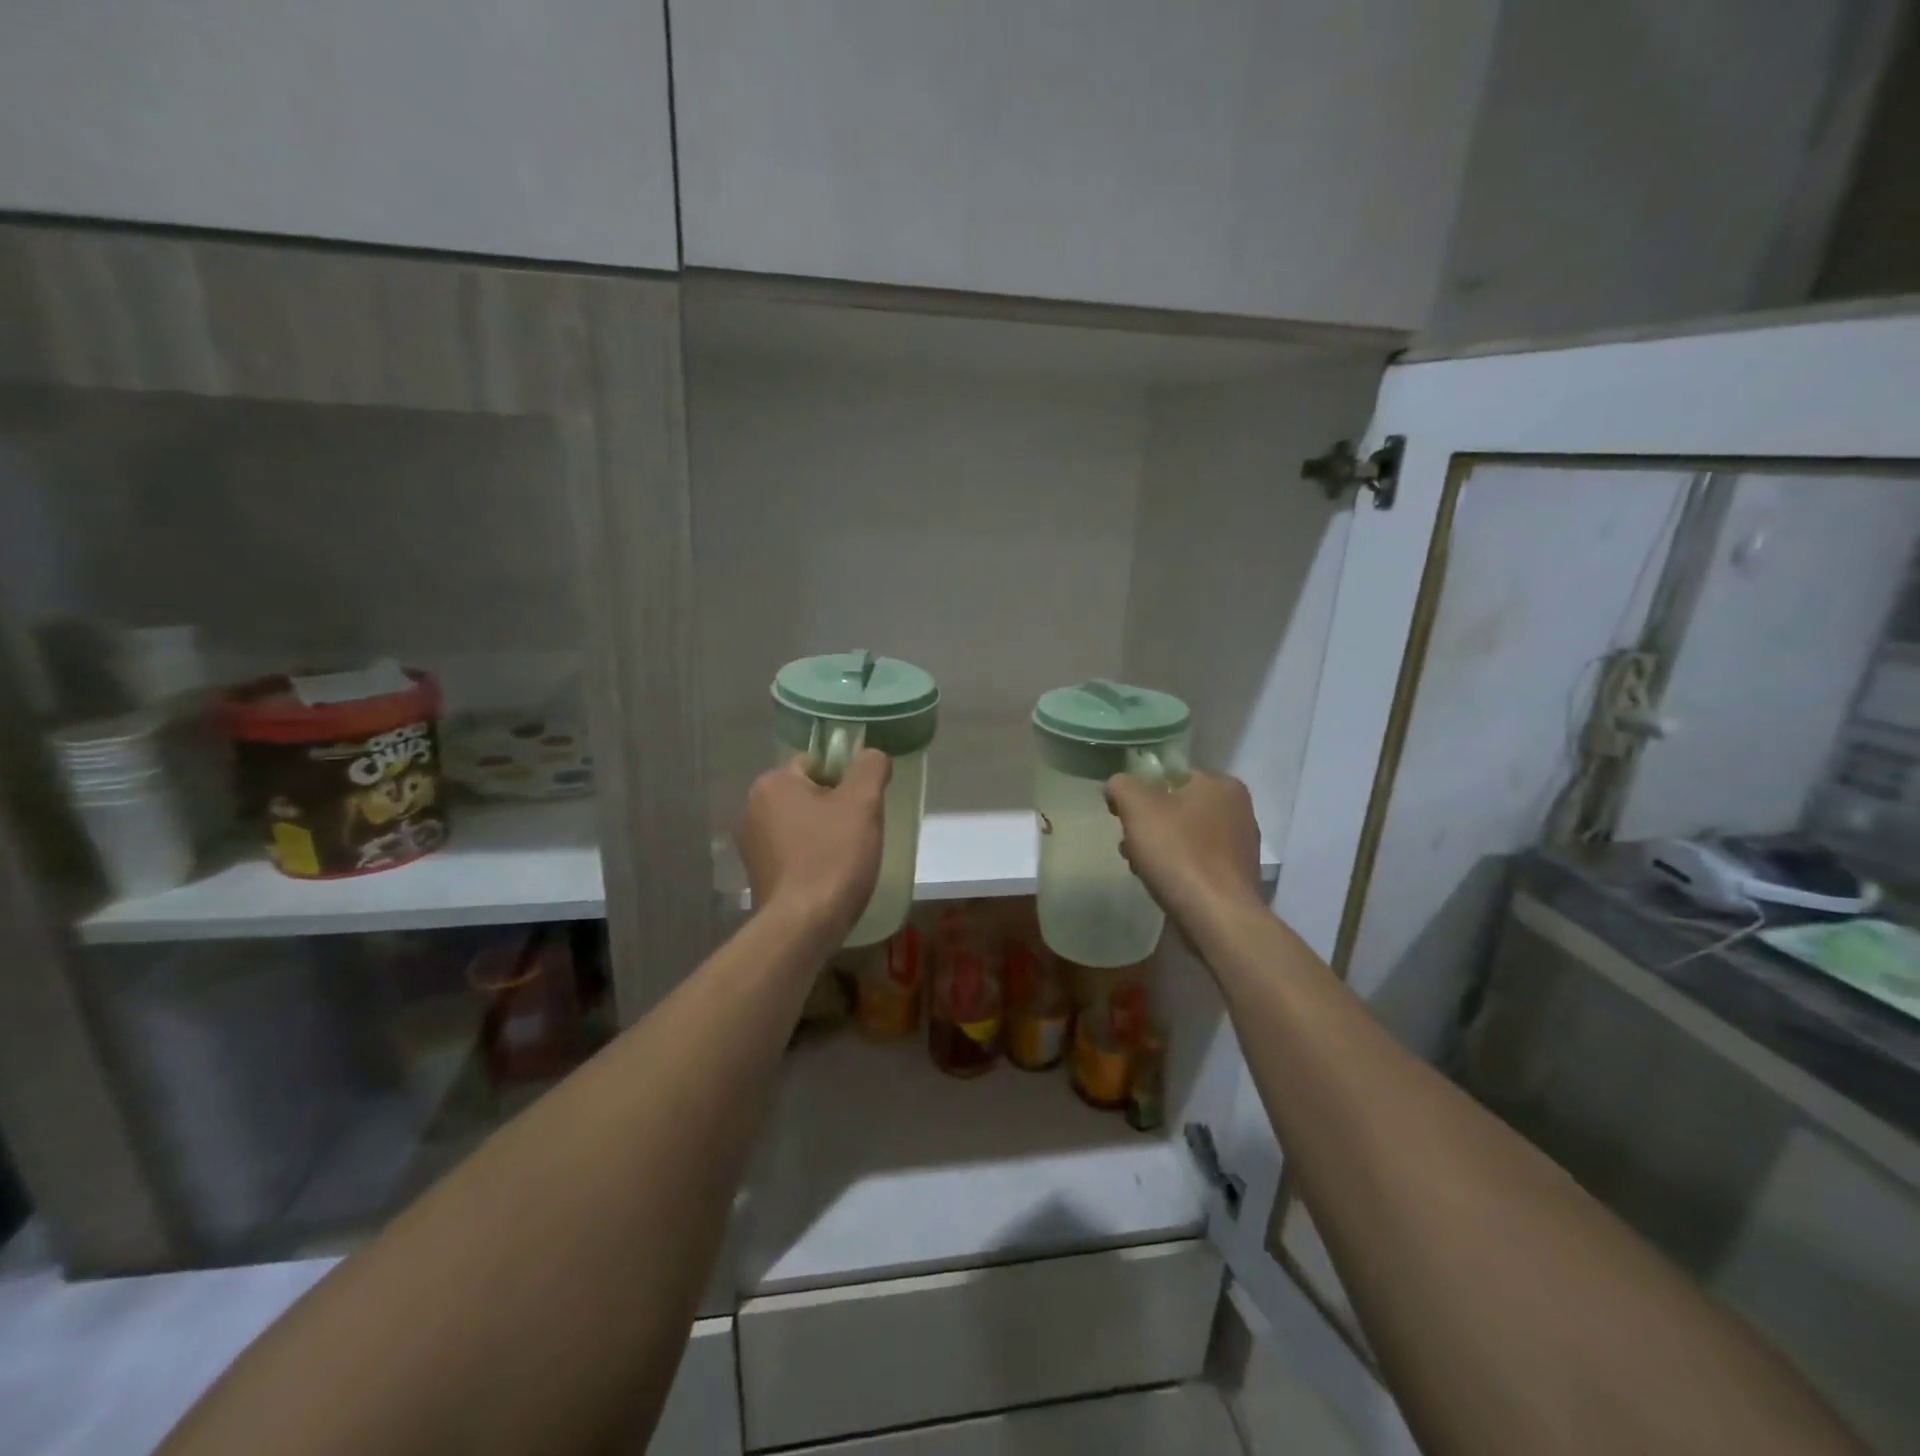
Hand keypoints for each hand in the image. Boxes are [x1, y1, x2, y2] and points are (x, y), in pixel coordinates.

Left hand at [735, 749, 890, 937]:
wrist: (804, 925)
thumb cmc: (833, 856)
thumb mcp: (863, 803)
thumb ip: (870, 767)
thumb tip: (872, 756)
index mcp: (772, 783)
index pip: (816, 763)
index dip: (845, 780)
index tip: (863, 806)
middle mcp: (751, 807)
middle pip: (807, 793)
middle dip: (834, 808)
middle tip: (859, 832)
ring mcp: (750, 844)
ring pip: (800, 823)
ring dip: (822, 833)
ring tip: (846, 858)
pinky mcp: (756, 873)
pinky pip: (791, 851)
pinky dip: (809, 857)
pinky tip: (827, 876)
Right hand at [1105, 769, 1262, 935]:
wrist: (1217, 917)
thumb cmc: (1178, 852)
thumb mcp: (1137, 807)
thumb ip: (1121, 786)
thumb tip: (1117, 787)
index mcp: (1222, 785)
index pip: (1171, 777)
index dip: (1141, 793)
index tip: (1123, 817)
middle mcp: (1240, 810)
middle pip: (1178, 809)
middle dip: (1150, 825)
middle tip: (1130, 845)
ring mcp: (1242, 846)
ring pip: (1186, 837)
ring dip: (1161, 848)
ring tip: (1142, 869)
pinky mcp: (1238, 877)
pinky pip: (1199, 863)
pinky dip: (1179, 869)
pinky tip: (1164, 885)